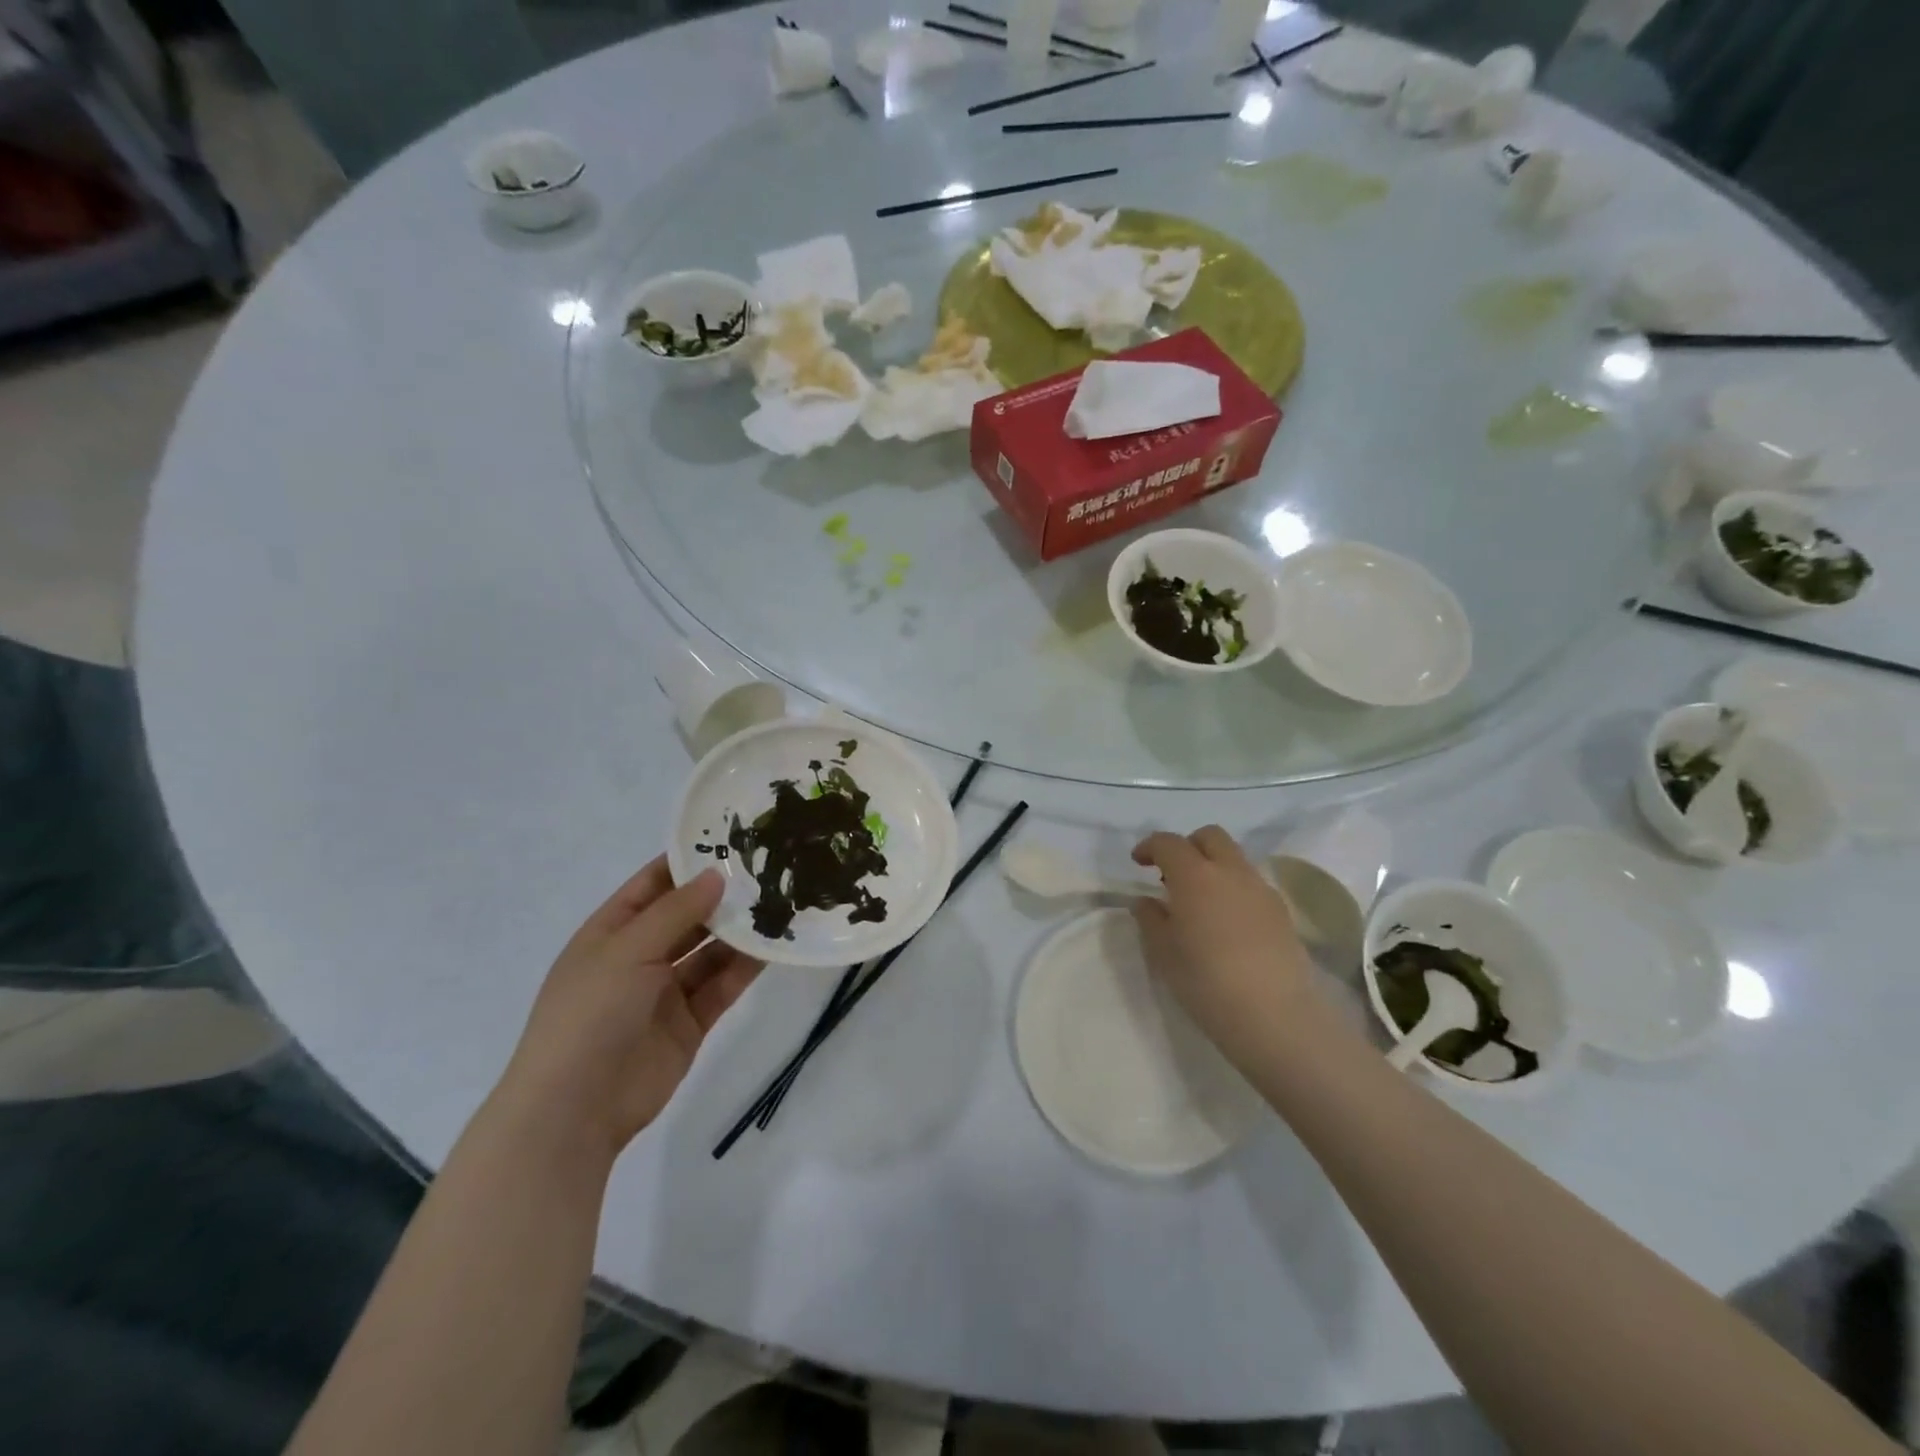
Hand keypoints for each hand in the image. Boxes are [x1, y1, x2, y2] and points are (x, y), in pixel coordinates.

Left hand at [495, 858, 762, 1162]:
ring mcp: (665, 991)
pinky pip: (722, 985)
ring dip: (739, 931)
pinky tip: (774, 946)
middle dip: (722, 896)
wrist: (575, 1110)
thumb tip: (717, 874)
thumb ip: (676, 911)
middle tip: (769, 870)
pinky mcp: (690, 1022)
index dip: (687, 862)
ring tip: (780, 902)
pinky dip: (746, 967)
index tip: (731, 840)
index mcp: (611, 932)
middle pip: (687, 917)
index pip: (652, 884)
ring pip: (710, 951)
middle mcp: (639, 957)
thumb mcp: (627, 950)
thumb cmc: (590, 1014)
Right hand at [1131, 826, 1319, 1063]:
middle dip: (1187, 846)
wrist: (1276, 1017)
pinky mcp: (1281, 911)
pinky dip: (1233, 888)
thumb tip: (1147, 901)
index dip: (1150, 847)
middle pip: (1209, 837)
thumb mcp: (1164, 953)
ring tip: (1199, 903)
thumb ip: (1150, 919)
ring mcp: (1261, 889)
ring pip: (1234, 858)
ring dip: (1212, 867)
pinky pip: (1251, 884)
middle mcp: (1231, 872)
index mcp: (1195, 876)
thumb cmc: (1207, 982)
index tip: (1138, 863)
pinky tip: (1226, 923)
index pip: (1169, 843)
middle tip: (1171, 876)